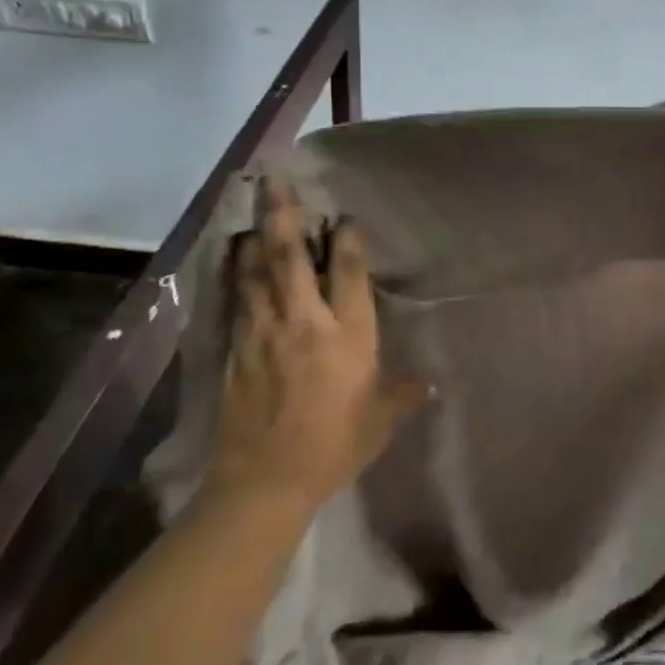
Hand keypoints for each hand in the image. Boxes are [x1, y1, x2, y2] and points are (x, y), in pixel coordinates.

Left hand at [203, 179, 427, 511]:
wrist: (264, 482)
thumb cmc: (333, 447)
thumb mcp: (380, 421)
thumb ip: (404, 394)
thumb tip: (429, 384)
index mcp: (347, 335)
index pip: (347, 273)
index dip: (346, 239)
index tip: (344, 217)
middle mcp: (304, 322)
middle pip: (290, 258)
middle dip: (283, 216)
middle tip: (275, 182)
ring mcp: (264, 333)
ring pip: (256, 272)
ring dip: (256, 237)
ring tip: (255, 211)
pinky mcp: (236, 349)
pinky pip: (237, 299)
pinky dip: (236, 272)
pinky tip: (236, 256)